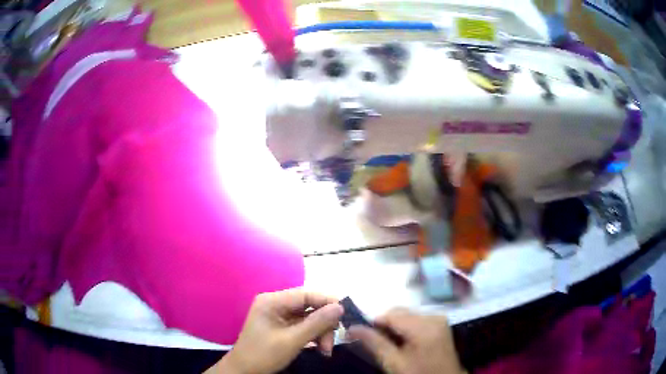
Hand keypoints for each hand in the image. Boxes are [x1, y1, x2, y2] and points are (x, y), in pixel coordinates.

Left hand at [208, 289, 342, 373]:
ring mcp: (279, 316)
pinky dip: (314, 336)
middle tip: (332, 342)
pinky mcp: (282, 327)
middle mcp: (276, 304)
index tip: (346, 313)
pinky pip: (304, 326)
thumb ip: (316, 323)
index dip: (328, 301)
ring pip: (309, 317)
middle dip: (324, 323)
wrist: (244, 371)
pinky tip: (320, 348)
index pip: (306, 294)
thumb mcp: (291, 340)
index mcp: (273, 301)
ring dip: (321, 332)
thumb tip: (340, 307)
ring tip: (326, 350)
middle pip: (309, 306)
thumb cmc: (263, 355)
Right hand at [348, 308, 461, 373]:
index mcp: (424, 325)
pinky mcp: (440, 323)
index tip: (359, 335)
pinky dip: (405, 327)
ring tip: (388, 344)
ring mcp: (439, 319)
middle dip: (383, 325)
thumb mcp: (393, 362)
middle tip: (373, 342)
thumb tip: (352, 327)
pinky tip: (402, 342)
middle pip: (399, 312)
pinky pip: (416, 319)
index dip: (373, 323)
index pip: (391, 314)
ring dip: (393, 326)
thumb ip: (373, 343)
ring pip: (406, 315)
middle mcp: (433, 316)